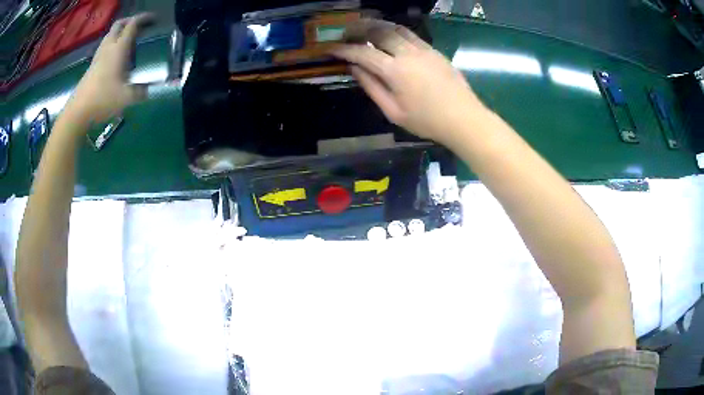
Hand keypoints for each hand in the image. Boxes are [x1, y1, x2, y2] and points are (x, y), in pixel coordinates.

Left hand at [64, 13, 154, 126]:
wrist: (77, 112)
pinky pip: (104, 47)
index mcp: (119, 49)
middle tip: (140, 26)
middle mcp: (108, 48)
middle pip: (119, 25)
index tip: (154, 19)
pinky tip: (116, 56)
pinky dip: (112, 44)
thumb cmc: (102, 100)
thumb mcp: (126, 98)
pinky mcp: (92, 66)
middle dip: (131, 21)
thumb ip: (141, 92)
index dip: (144, 18)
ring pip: (110, 35)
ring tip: (129, 39)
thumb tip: (151, 90)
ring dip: (120, 31)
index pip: (133, 25)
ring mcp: (98, 56)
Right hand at [332, 20, 486, 144]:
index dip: (344, 50)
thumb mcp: (393, 112)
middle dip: (358, 29)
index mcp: (395, 71)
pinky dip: (395, 31)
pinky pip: (410, 34)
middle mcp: (408, 53)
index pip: (363, 53)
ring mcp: (423, 49)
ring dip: (377, 25)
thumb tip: (355, 68)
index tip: (331, 49)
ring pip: (395, 28)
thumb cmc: (427, 121)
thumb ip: (372, 87)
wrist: (464, 118)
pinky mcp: (434, 50)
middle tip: (345, 33)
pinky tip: (389, 36)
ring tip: (364, 28)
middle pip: (379, 32)